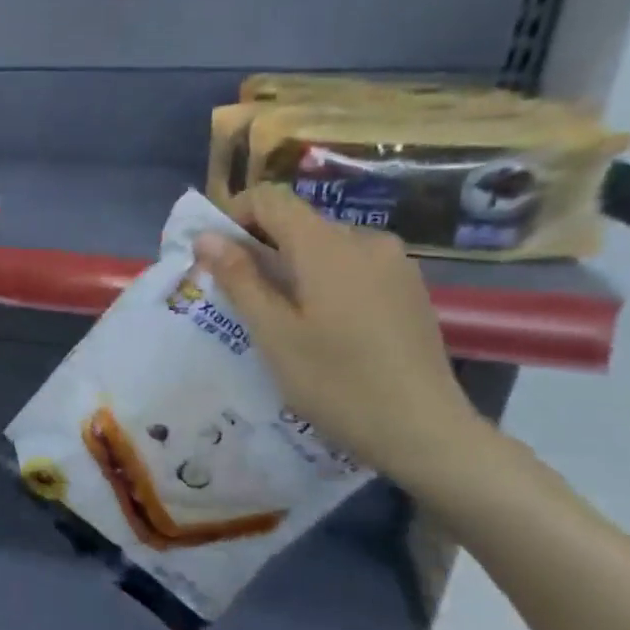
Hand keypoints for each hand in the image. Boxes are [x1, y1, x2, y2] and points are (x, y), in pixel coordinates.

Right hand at [192, 185, 487, 480]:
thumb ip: (239, 278)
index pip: (270, 199)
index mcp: (327, 246)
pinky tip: (319, 325)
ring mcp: (394, 264)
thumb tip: (206, 236)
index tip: (212, 254)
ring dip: (290, 266)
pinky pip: (352, 266)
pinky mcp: (408, 289)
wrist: (424, 431)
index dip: (234, 215)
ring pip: (324, 246)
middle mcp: (365, 241)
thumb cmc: (335, 381)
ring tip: (276, 315)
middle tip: (235, 294)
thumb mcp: (273, 332)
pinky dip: (322, 280)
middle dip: (259, 246)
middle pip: (298, 222)